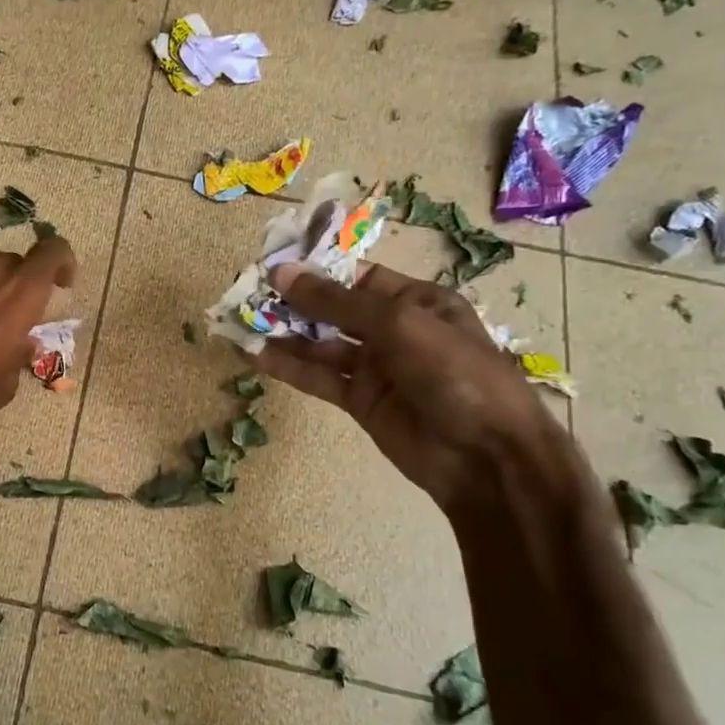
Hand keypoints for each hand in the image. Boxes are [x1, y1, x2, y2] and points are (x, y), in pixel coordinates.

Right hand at [251, 262, 566, 513]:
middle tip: (244, 293)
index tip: (270, 266)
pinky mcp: (359, 400)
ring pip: (319, 344)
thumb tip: (281, 273)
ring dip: (282, 334)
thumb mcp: (399, 324)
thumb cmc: (455, 373)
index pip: (356, 277)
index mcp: (416, 301)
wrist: (486, 458)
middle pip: (332, 310)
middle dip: (291, 302)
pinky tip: (254, 355)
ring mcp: (375, 367)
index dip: (315, 271)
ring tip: (238, 322)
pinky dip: (287, 366)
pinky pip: (318, 377)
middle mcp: (394, 329)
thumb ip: (335, 302)